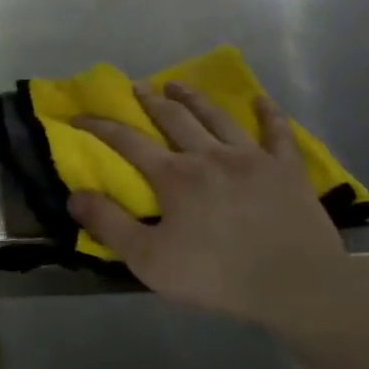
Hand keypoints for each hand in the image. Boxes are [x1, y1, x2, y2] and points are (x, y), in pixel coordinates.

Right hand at [68, 82, 351, 326]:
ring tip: (178, 83)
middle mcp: (210, 155)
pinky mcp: (287, 168)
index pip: (128, 141)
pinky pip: (277, 132)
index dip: (101, 126)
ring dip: (195, 97)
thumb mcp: (149, 259)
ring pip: (218, 116)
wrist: (294, 285)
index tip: (80, 116)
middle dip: (151, 101)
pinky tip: (261, 99)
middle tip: (137, 86)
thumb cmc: (216, 275)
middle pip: (175, 118)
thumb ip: (109, 224)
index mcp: (175, 176)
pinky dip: (268, 113)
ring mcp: (252, 157)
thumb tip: (74, 195)